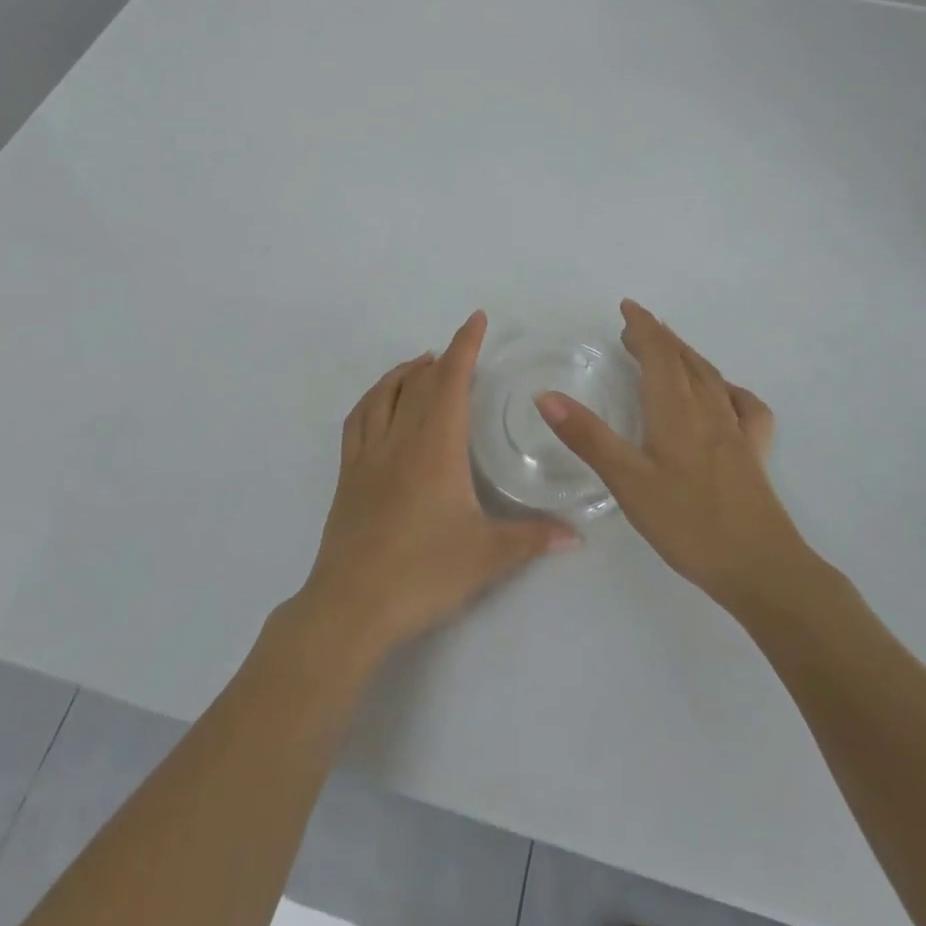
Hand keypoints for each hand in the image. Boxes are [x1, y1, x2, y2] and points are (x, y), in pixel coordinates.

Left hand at [293, 311, 576, 666]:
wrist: (352, 605)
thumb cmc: (424, 573)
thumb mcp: (487, 556)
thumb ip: (533, 538)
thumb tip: (577, 535)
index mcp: (435, 446)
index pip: (451, 381)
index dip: (464, 346)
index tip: (476, 320)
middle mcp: (399, 439)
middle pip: (418, 383)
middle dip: (441, 360)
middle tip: (459, 354)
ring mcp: (368, 455)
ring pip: (383, 395)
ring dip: (403, 373)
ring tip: (420, 365)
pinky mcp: (348, 476)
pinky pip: (357, 420)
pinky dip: (372, 399)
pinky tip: (379, 404)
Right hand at [536, 300, 802, 615]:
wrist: (760, 567)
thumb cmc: (688, 523)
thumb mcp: (627, 482)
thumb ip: (587, 437)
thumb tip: (546, 395)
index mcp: (676, 411)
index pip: (659, 354)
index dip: (642, 327)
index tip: (627, 307)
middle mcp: (709, 410)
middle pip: (685, 360)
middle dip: (660, 338)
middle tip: (636, 327)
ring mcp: (737, 431)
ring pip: (711, 377)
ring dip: (687, 355)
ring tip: (671, 349)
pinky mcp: (754, 454)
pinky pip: (745, 406)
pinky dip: (730, 389)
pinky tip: (726, 395)